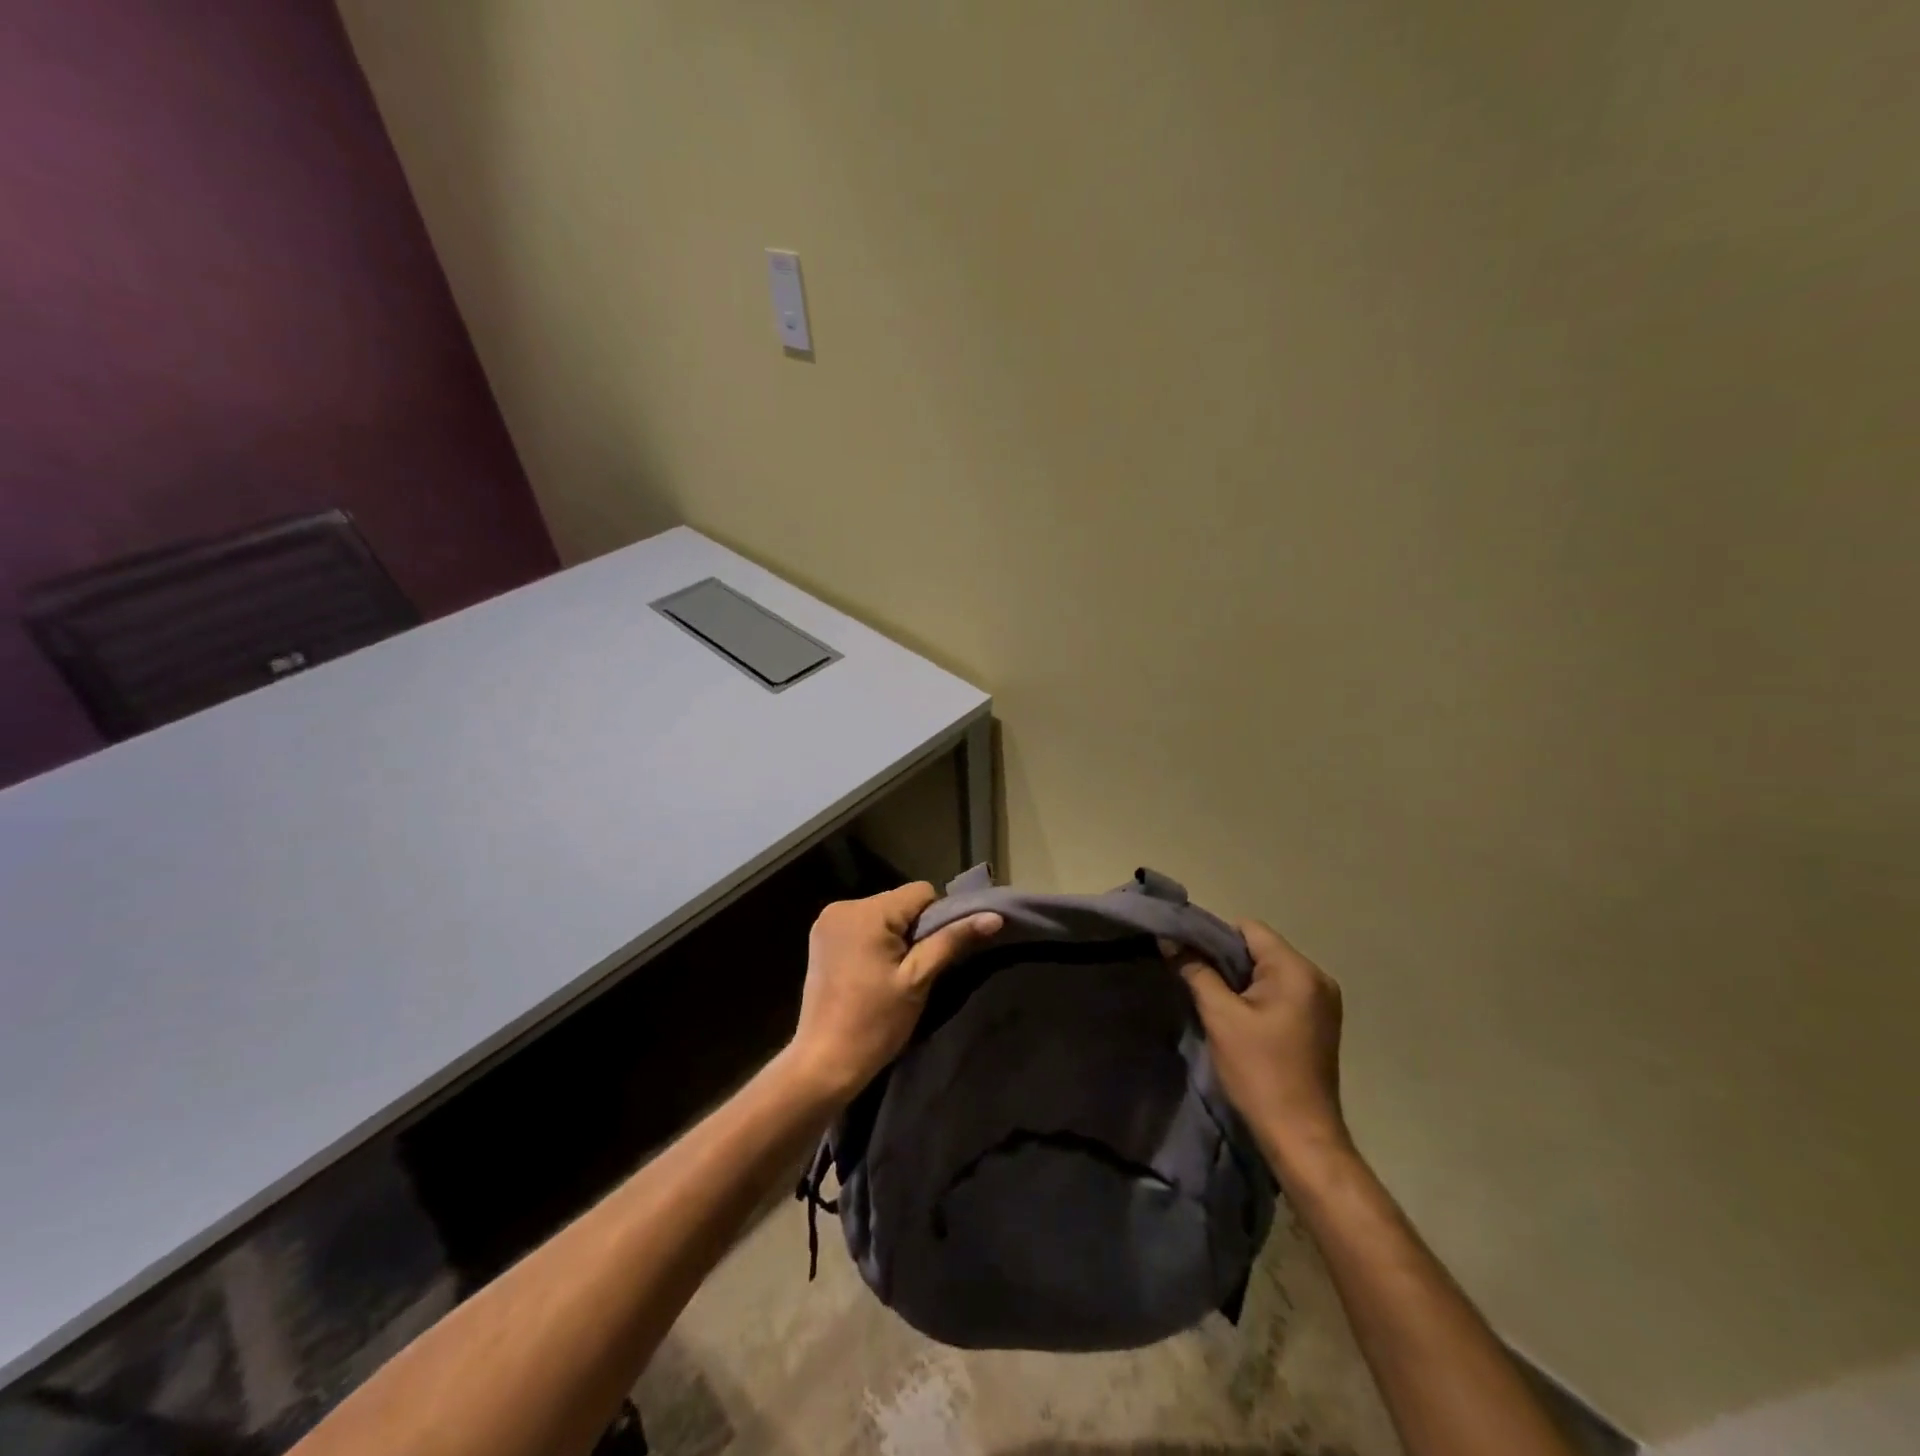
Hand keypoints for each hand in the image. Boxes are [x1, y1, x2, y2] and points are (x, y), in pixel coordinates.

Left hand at [785, 882, 1002, 1104]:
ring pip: (882, 914)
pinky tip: (873, 972)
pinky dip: (875, 941)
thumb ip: (953, 940)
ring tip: (893, 975)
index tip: (932, 956)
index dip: (937, 920)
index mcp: (867, 911)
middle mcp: (843, 906)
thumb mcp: (919, 979)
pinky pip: (862, 925)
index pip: (921, 892)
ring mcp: (827, 922)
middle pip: (900, 902)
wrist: (824, 1062)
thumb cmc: (876, 1022)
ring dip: (895, 936)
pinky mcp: (821, 938)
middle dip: (914, 929)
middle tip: (914, 970)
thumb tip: (994, 917)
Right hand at [1168, 919, 1348, 1171]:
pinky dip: (1255, 996)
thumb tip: (1169, 940)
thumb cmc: (1259, 1072)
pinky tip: (1235, 1016)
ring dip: (1238, 979)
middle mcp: (1317, 978)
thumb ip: (1195, 971)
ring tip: (1209, 996)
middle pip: (1260, 948)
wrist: (1301, 1137)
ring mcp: (1322, 1002)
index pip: (1248, 928)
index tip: (1185, 954)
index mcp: (1297, 970)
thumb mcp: (1220, 1017)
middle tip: (1191, 975)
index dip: (1212, 936)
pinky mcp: (1319, 1023)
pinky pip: (1280, 992)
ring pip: (1268, 971)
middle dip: (1224, 958)